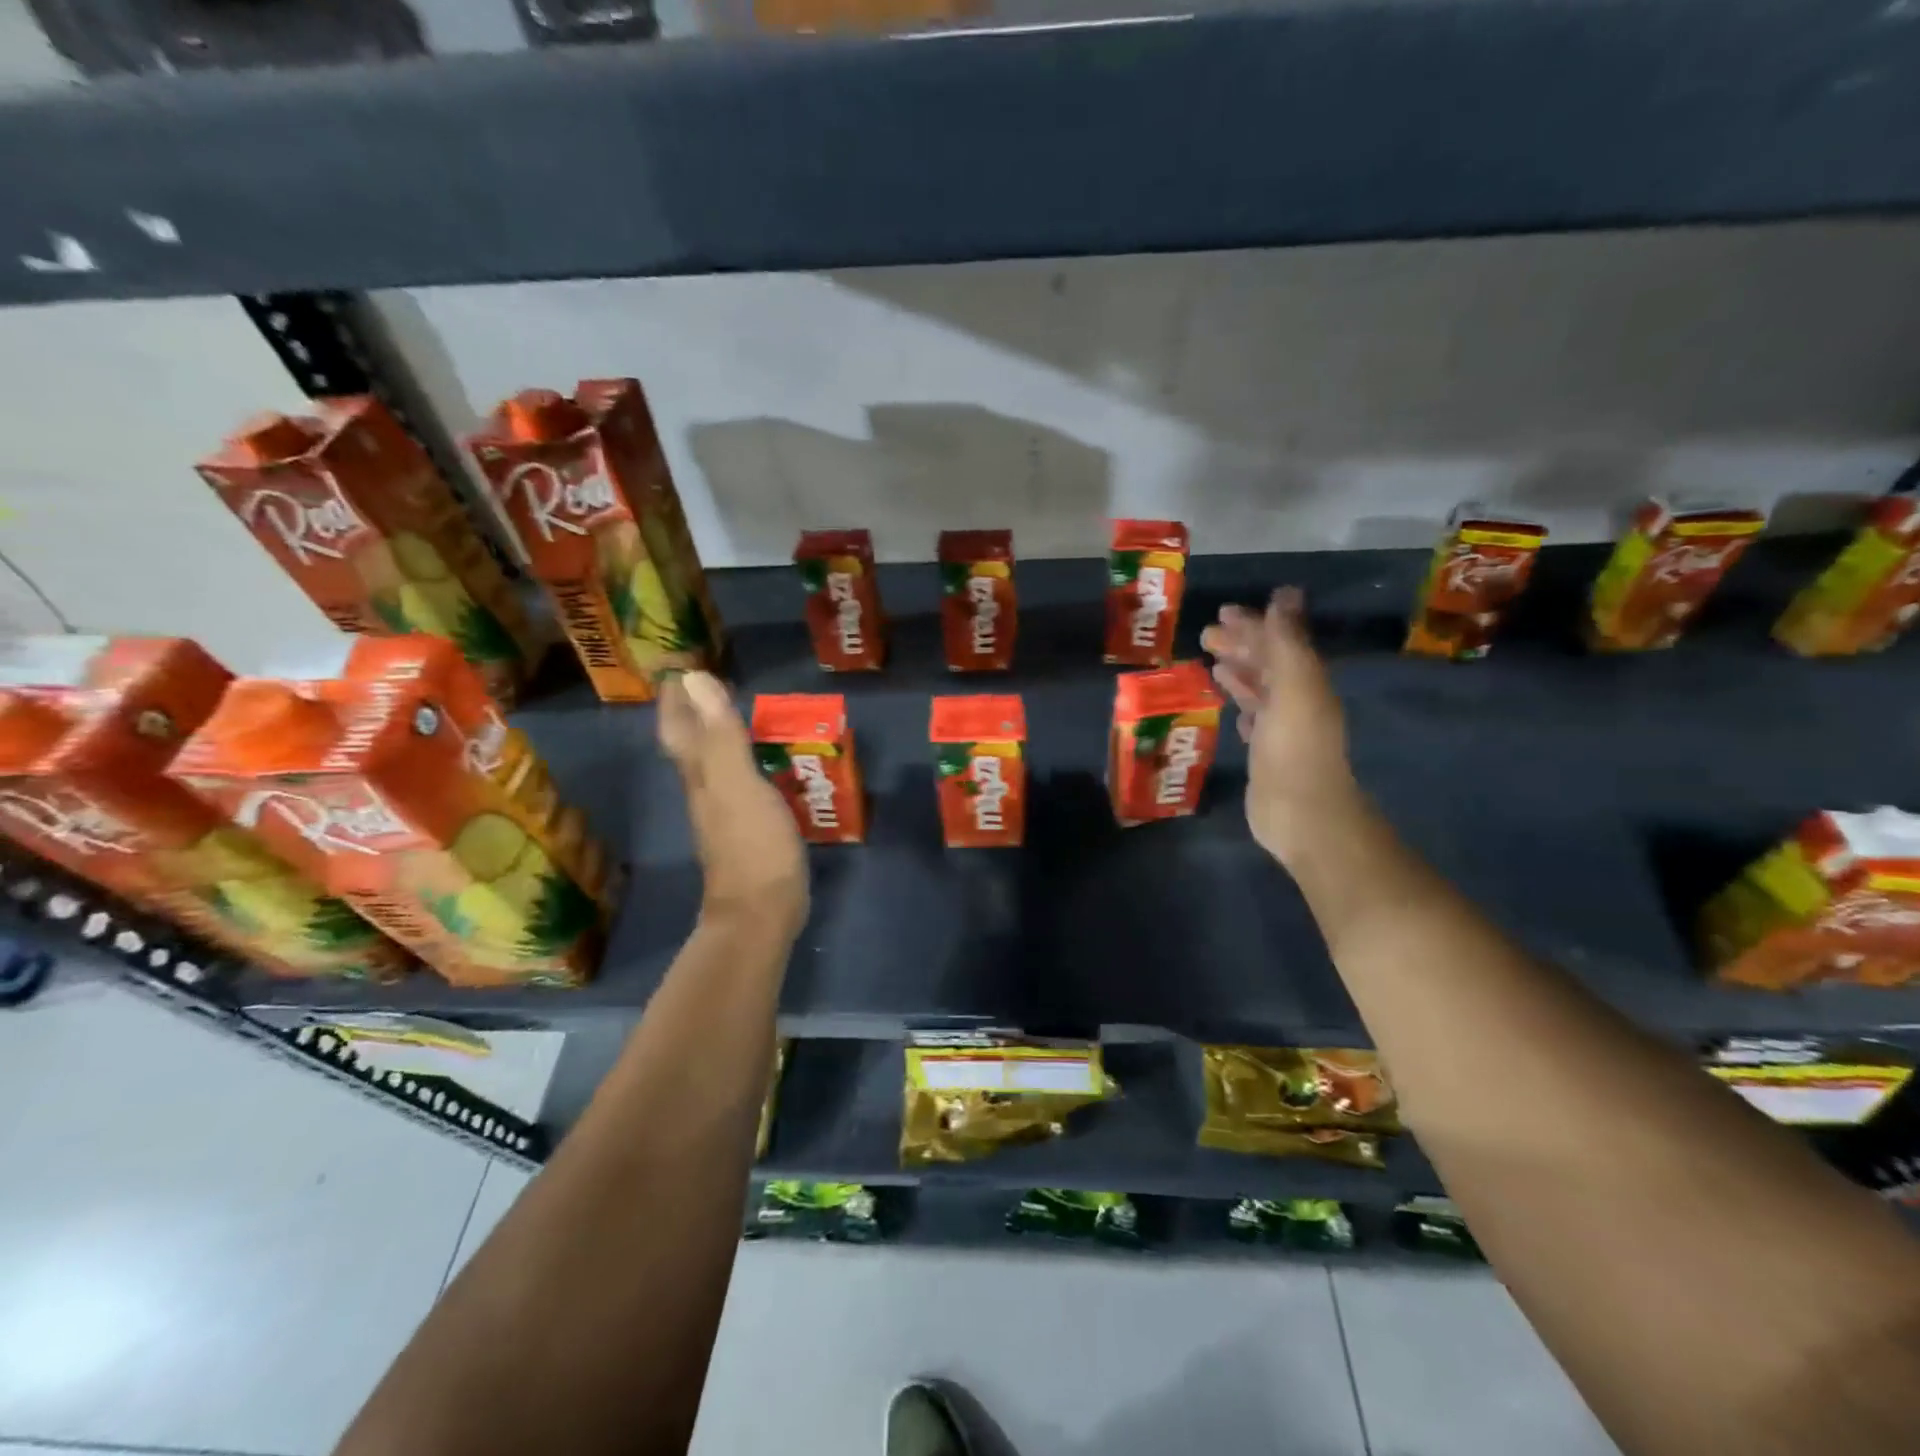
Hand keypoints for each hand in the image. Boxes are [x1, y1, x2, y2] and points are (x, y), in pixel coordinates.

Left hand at [656, 672, 807, 935]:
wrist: (761, 913)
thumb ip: (720, 734)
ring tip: (740, 715)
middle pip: (692, 745)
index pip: (679, 728)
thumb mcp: (738, 784)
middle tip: (712, 685)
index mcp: (701, 776)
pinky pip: (742, 784)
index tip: (681, 668)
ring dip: (721, 737)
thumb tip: (693, 679)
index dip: (676, 699)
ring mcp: (727, 814)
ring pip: (715, 765)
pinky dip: (748, 764)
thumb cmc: (753, 845)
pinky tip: (767, 764)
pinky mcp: (750, 830)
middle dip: (695, 714)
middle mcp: (706, 792)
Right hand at [1200, 588, 1363, 866]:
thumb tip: (1284, 594)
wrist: (1301, 812)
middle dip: (1240, 645)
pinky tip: (1228, 703)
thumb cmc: (1294, 747)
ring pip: (1259, 690)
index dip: (1253, 625)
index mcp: (1306, 681)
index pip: (1278, 642)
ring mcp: (1282, 728)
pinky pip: (1253, 717)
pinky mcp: (1266, 753)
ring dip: (1239, 672)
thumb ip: (1286, 642)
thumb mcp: (1294, 686)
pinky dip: (1241, 703)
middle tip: (1206, 634)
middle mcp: (1297, 700)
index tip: (1223, 612)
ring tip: (1213, 662)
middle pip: (1267, 664)